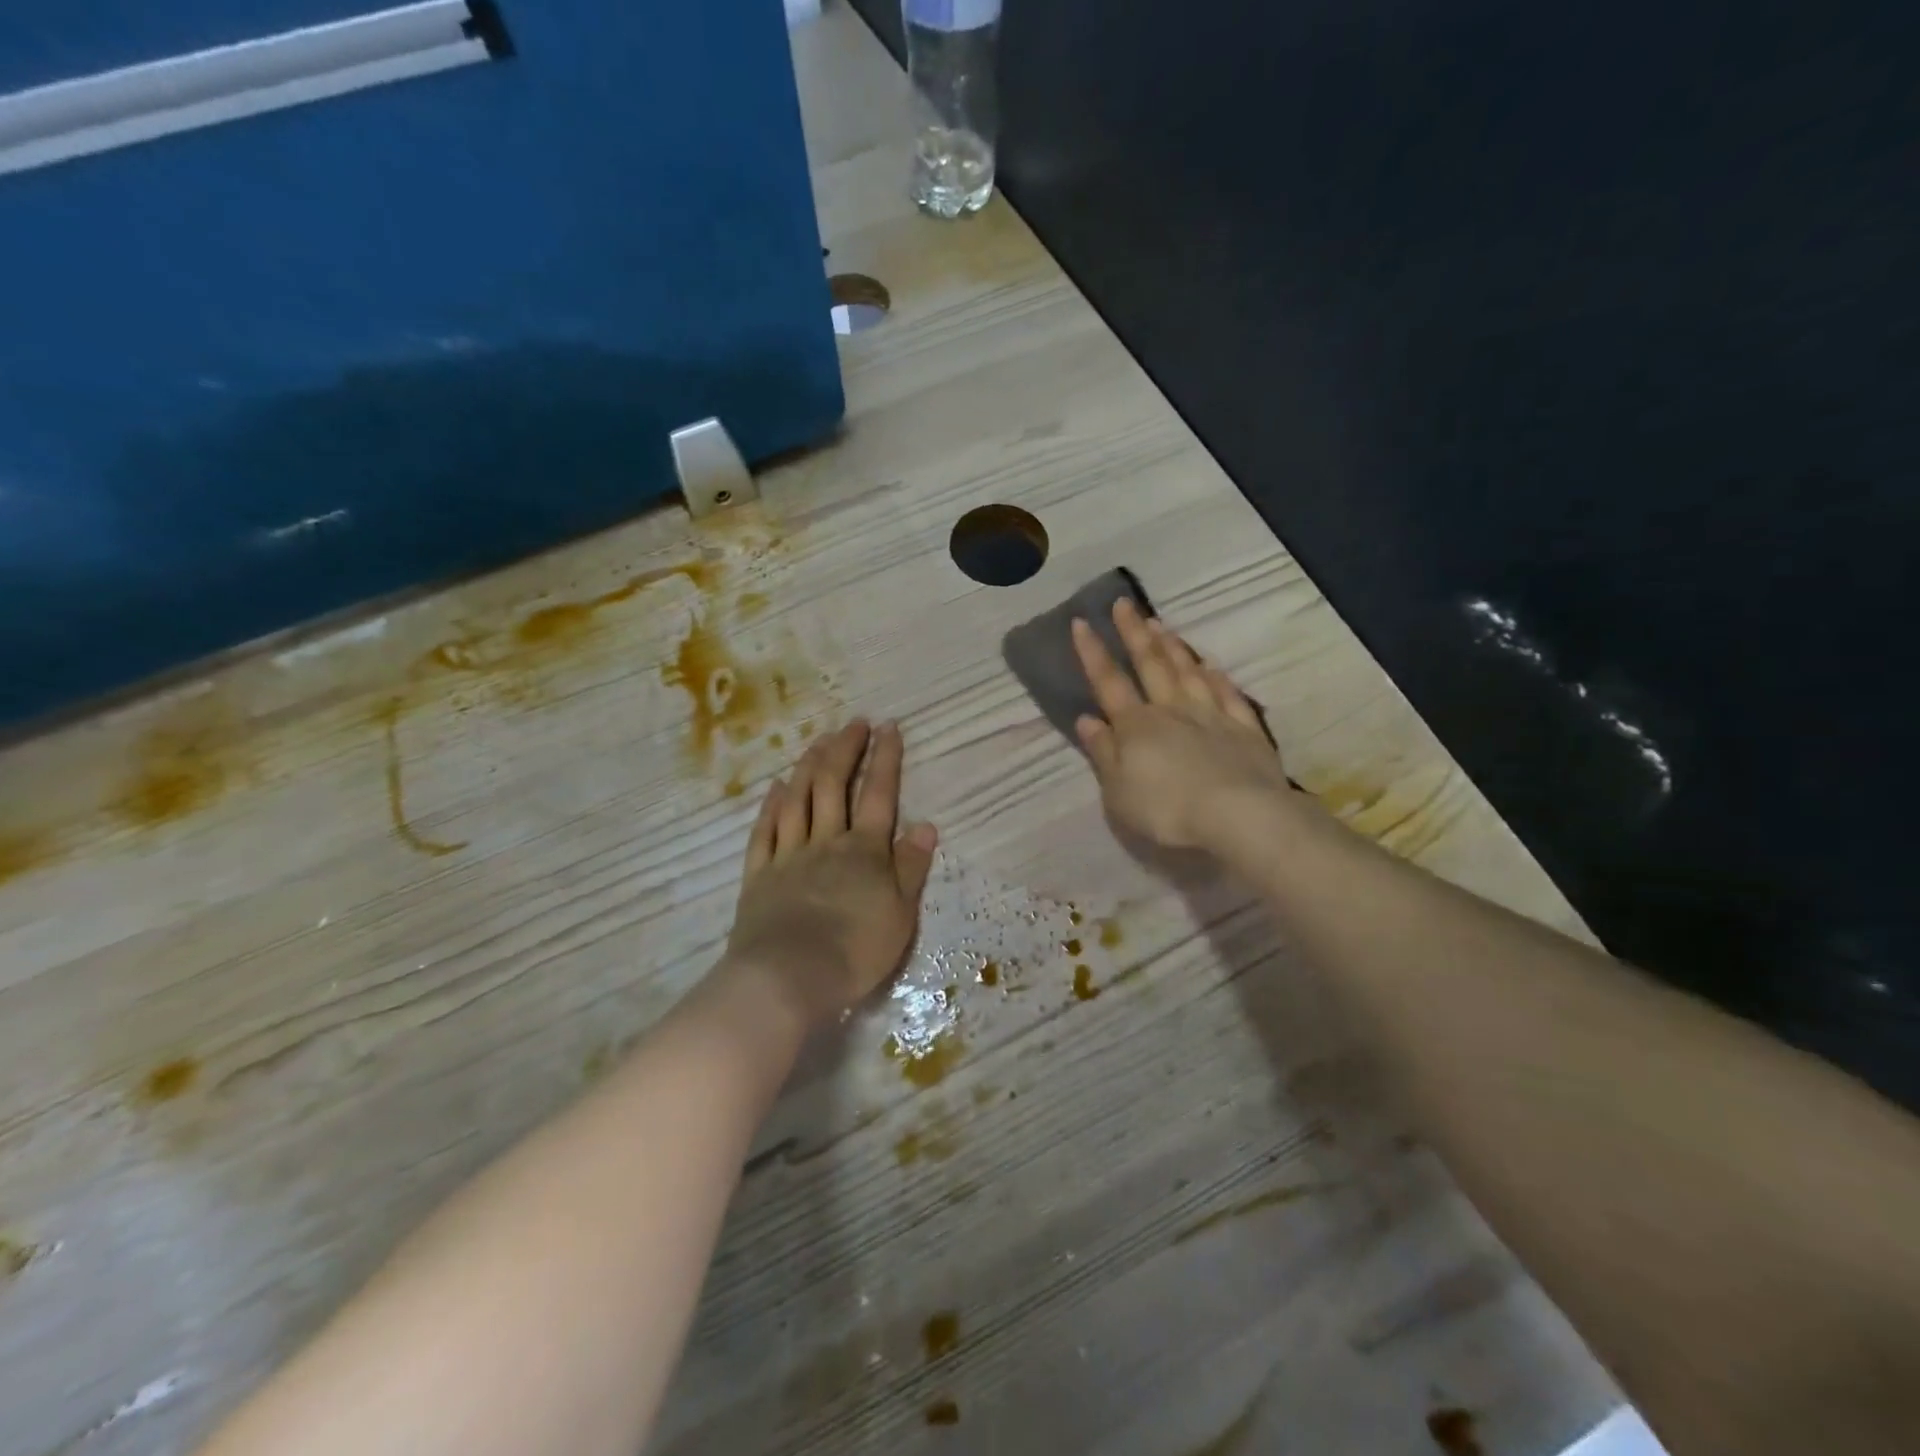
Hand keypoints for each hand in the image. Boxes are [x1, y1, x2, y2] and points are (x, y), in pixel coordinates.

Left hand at [723, 720, 937, 1030]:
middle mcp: (827, 842)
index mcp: (865, 851)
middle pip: (834, 785)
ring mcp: (789, 855)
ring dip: (809, 766)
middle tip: (853, 724)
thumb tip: (925, 825)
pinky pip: (766, 830)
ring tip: (818, 741)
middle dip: (845, 750)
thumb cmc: (855, 951)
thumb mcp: (901, 914)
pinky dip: (773, 805)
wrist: (789, 978)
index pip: (879, 795)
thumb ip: (911, 867)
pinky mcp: (760, 875)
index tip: (889, 727)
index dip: (885, 759)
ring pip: (799, 799)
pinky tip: (778, 787)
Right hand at [1071, 599, 1295, 852]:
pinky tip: (1211, 665)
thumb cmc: (1167, 810)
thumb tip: (1087, 719)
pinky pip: (1228, 695)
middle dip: (1133, 633)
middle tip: (1124, 603)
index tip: (1081, 621)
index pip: (1108, 682)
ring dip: (1172, 647)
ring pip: (1188, 673)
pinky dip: (1217, 678)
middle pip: (1150, 665)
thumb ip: (1103, 753)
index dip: (1092, 652)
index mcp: (1136, 726)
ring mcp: (1212, 716)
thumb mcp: (1118, 791)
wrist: (1239, 816)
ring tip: (1160, 624)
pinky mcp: (1245, 730)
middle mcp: (1172, 711)